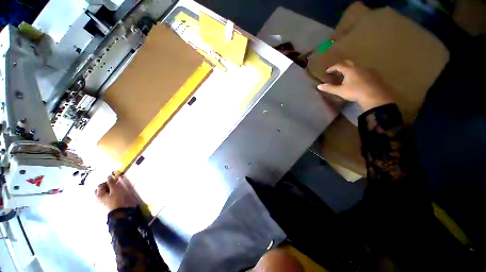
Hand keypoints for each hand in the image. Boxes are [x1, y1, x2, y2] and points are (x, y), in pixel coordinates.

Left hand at [95, 171, 137, 211]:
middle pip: (100, 190)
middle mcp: (98, 198)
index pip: (101, 185)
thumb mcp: (116, 189)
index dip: (108, 181)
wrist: (121, 212)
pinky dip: (109, 195)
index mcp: (99, 194)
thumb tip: (109, 175)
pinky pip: (106, 198)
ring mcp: (102, 203)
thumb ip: (112, 182)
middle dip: (106, 186)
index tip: (116, 181)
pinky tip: (115, 196)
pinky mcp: (107, 205)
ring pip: (103, 194)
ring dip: (108, 191)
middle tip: (114, 185)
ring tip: (115, 190)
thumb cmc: (118, 199)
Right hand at [317, 61, 394, 110]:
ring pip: (357, 68)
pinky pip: (364, 72)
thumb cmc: (355, 92)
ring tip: (347, 77)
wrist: (375, 95)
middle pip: (349, 63)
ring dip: (351, 70)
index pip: (339, 65)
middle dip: (342, 66)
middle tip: (337, 72)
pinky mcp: (375, 75)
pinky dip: (359, 74)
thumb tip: (319, 86)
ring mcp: (368, 70)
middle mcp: (359, 68)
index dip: (332, 68)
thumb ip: (329, 88)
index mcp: (350, 70)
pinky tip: (359, 80)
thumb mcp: (340, 91)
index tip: (327, 71)